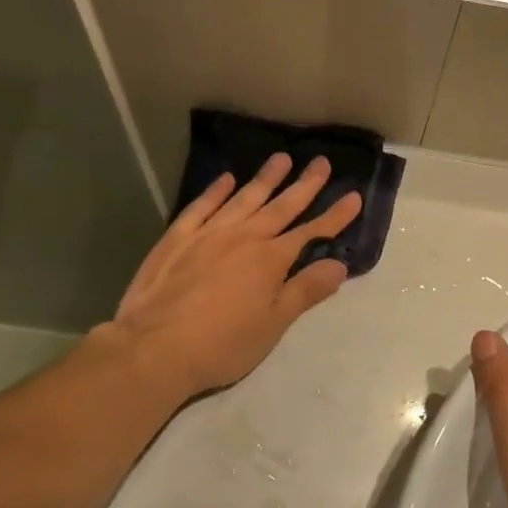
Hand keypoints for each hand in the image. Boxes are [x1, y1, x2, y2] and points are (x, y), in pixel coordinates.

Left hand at [106, 153, 361, 398]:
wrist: (154, 349)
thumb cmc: (221, 345)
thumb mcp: (272, 325)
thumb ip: (304, 291)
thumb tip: (339, 265)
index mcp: (269, 260)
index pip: (310, 232)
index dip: (334, 216)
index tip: (353, 196)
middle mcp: (242, 237)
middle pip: (280, 206)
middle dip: (304, 185)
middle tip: (321, 162)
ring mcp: (207, 234)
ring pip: (243, 198)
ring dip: (265, 179)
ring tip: (281, 158)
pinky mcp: (177, 238)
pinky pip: (201, 206)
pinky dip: (216, 191)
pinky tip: (226, 179)